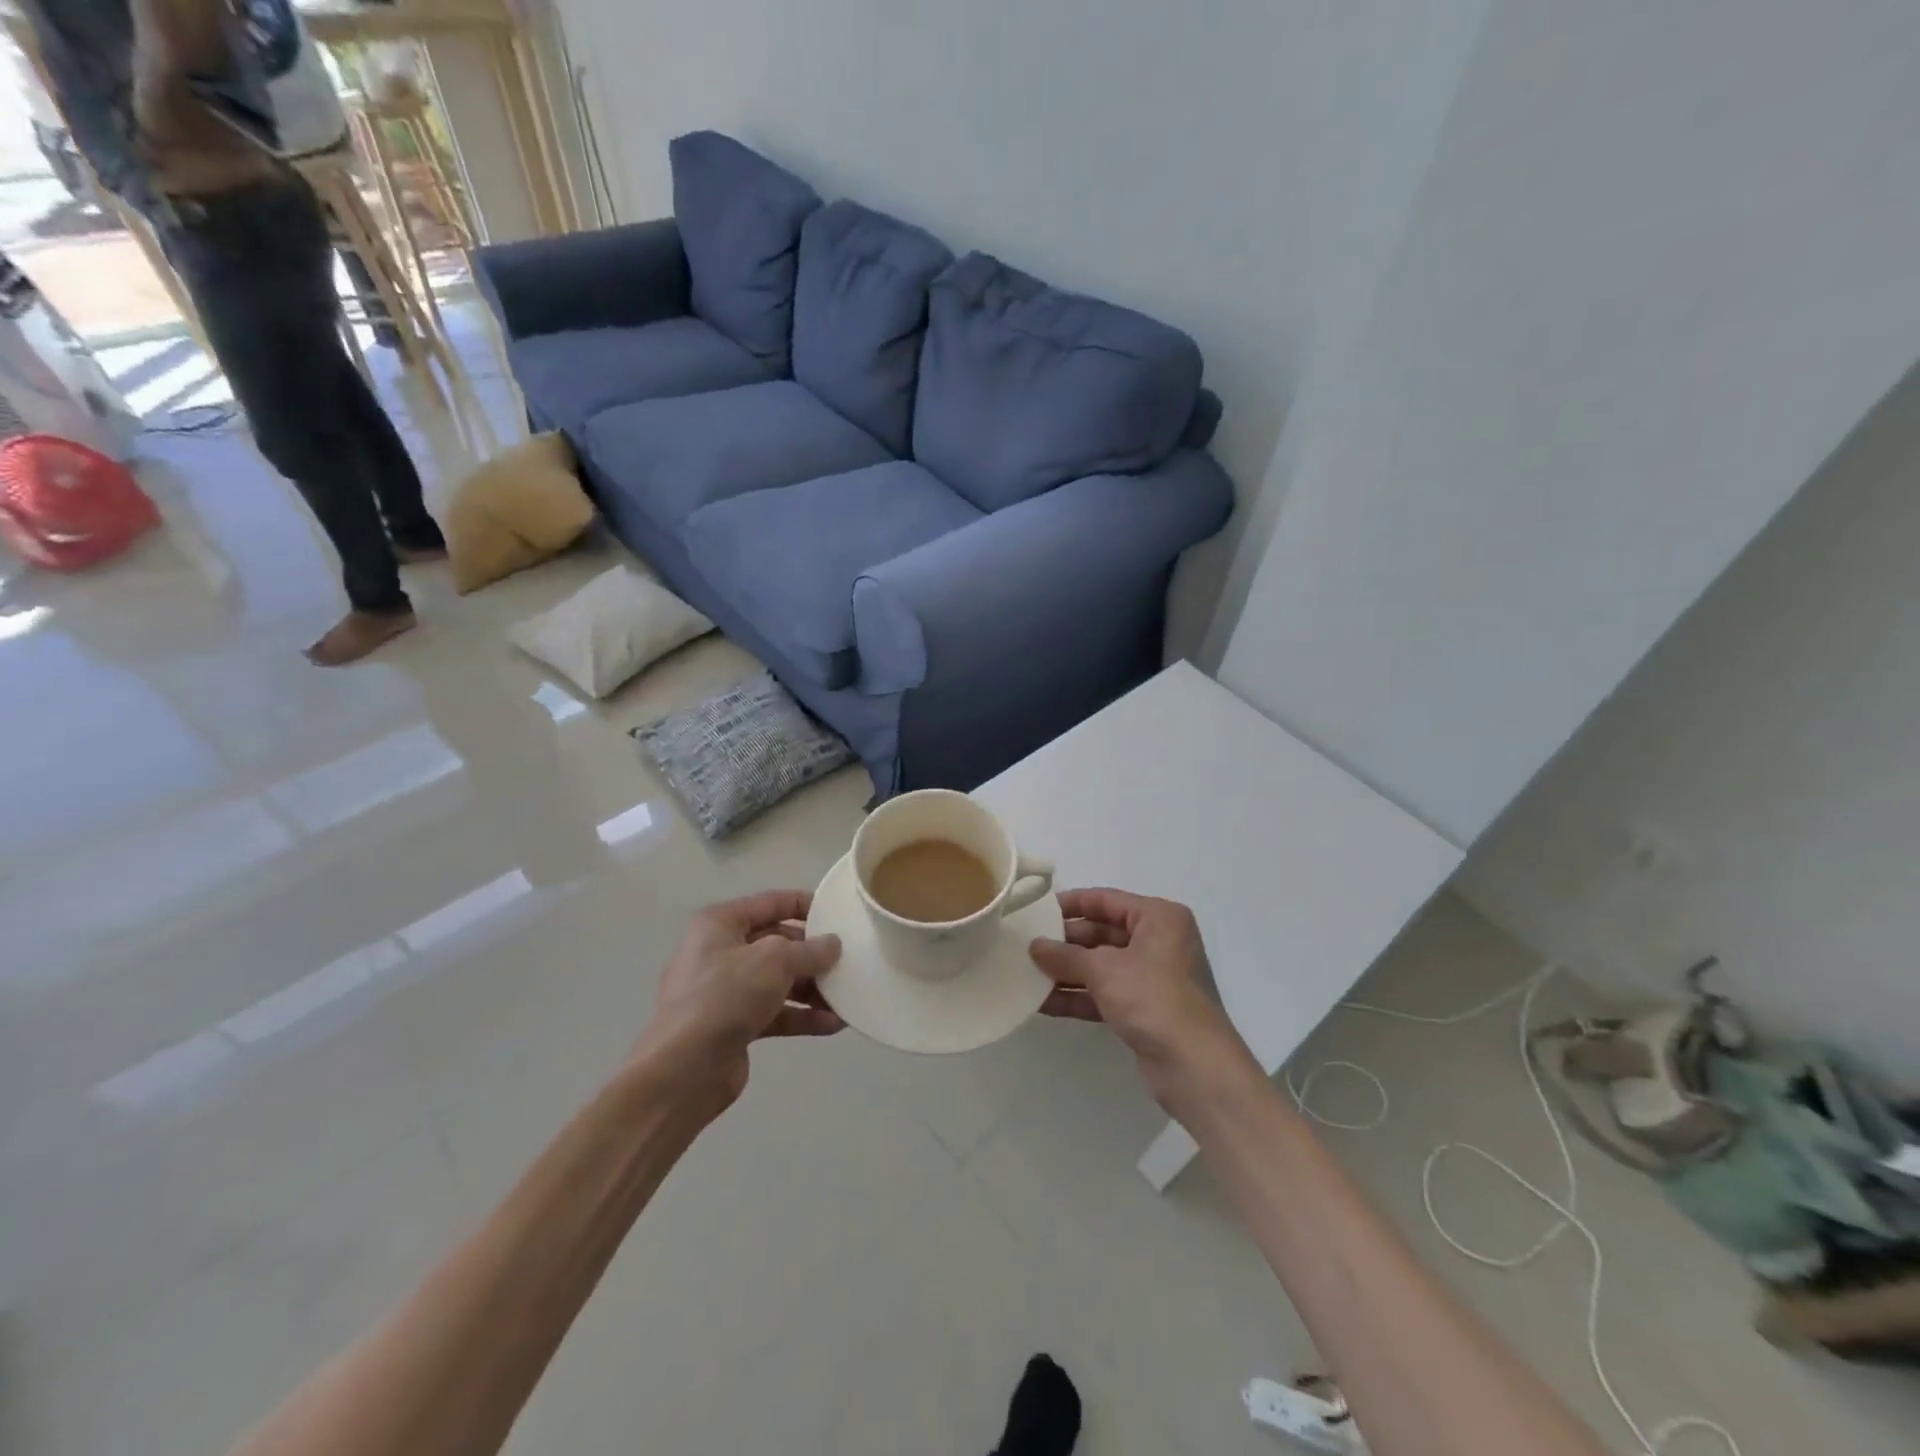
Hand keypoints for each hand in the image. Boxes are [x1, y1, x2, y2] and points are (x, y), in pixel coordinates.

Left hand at [638, 891, 843, 1114]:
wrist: (684, 1070)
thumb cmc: (725, 996)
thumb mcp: (774, 961)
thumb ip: (809, 950)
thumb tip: (832, 944)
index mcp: (720, 924)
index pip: (770, 902)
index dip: (805, 905)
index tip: (838, 915)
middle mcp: (720, 952)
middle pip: (777, 943)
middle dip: (812, 954)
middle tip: (847, 960)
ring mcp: (726, 991)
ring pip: (779, 980)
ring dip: (813, 988)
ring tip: (847, 996)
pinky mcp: (734, 1025)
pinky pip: (776, 1012)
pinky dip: (802, 1016)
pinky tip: (833, 1023)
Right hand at [1030, 888, 1257, 1110]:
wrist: (1194, 1066)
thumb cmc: (1152, 998)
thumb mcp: (1103, 970)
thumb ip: (1065, 956)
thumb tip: (1034, 946)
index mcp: (1158, 918)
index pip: (1107, 900)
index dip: (1072, 904)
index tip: (1037, 910)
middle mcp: (1159, 942)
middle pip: (1102, 933)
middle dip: (1065, 943)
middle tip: (1026, 946)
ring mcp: (1152, 978)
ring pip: (1101, 966)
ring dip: (1067, 972)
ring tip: (1026, 974)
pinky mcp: (1144, 1010)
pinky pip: (1105, 994)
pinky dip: (1078, 996)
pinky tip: (1043, 1003)